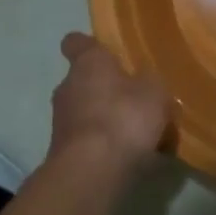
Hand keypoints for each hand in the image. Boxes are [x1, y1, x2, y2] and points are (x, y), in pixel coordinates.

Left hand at [47, 33, 171, 172]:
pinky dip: (106, 146)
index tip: (105, 52)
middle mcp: (67, 87)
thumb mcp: (154, 92)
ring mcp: (61, 122)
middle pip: (85, 81)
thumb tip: (145, 82)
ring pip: (87, 113)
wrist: (91, 172)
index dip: (89, 45)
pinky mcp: (63, 152)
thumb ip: (150, 83)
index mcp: (87, 63)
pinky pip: (90, 141)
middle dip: (107, 89)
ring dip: (107, 120)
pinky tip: (131, 158)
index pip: (76, 42)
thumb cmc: (123, 117)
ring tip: (139, 135)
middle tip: (137, 100)